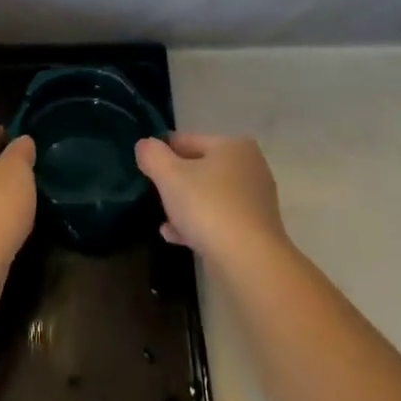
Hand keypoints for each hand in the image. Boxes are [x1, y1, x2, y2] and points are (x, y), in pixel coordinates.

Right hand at [136, 132, 286, 267]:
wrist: (249, 260)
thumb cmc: (208, 207)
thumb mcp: (170, 176)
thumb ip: (153, 155)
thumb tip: (144, 144)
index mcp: (233, 146)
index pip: (189, 140)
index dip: (163, 151)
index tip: (144, 166)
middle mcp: (250, 167)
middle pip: (201, 168)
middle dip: (175, 182)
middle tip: (154, 195)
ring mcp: (256, 200)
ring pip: (210, 196)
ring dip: (185, 206)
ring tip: (163, 220)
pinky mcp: (256, 229)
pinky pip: (220, 219)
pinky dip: (199, 224)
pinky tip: (176, 237)